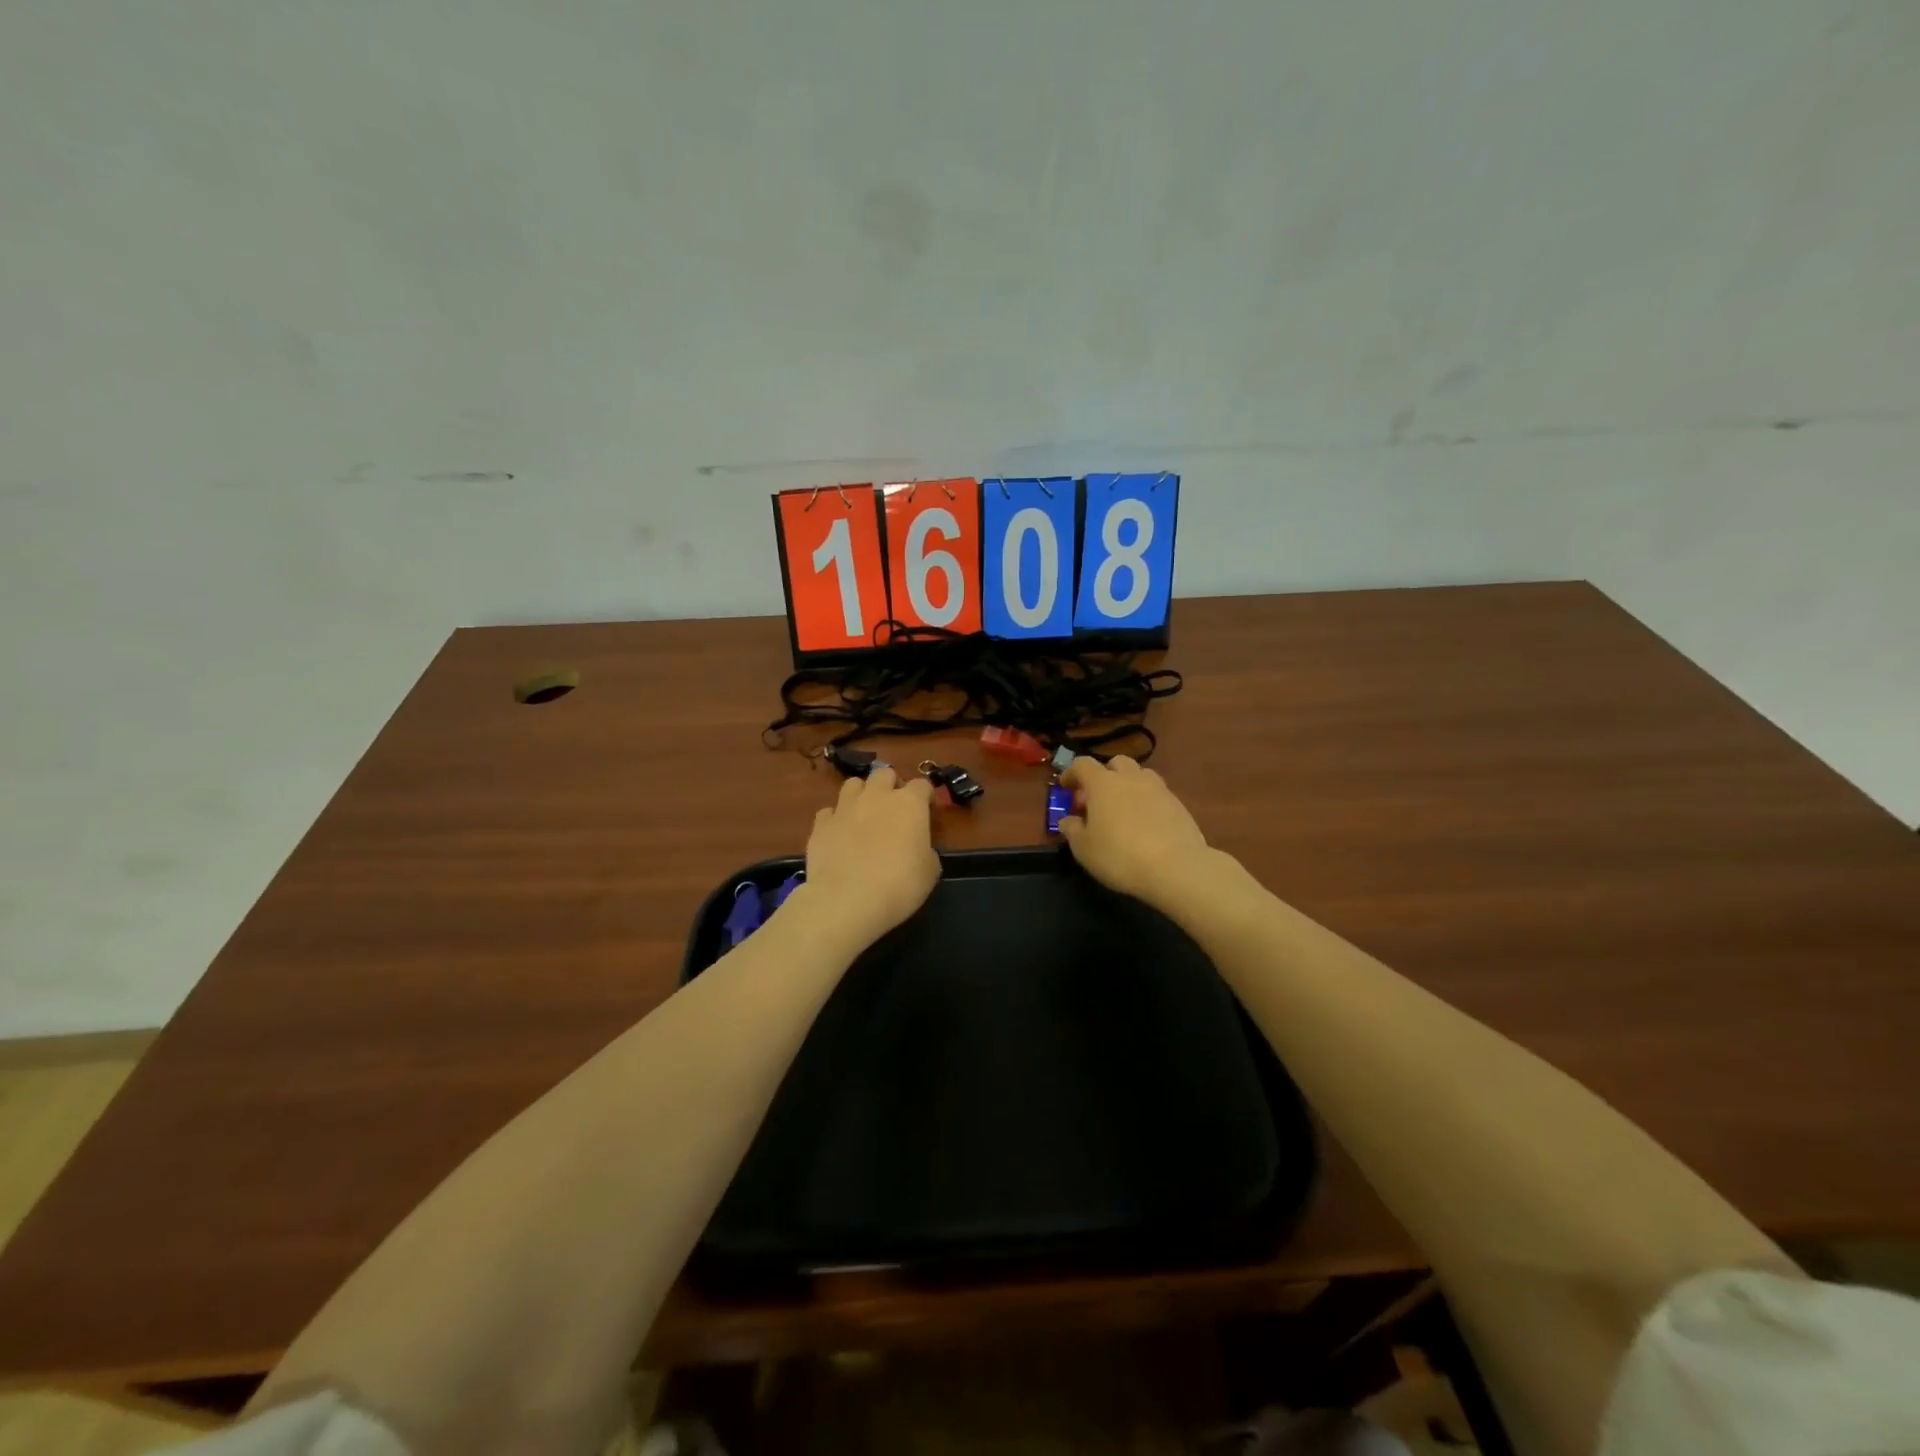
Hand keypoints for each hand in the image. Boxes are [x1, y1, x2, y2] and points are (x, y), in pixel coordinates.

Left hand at [800, 766, 939, 946]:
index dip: (925, 797)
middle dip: (891, 785)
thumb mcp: (930, 872)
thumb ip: (926, 851)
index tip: (927, 811)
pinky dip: (835, 819)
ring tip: (863, 815)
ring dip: (861, 794)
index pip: (922, 785)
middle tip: (893, 809)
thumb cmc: (899, 885)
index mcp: (909, 804)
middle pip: (884, 774)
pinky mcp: (820, 825)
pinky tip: (838, 835)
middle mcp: (876, 797)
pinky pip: (828, 812)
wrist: (847, 900)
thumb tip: (918, 849)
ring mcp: (845, 808)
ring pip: (853, 784)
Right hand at [1059, 756, 1212, 905]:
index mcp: (1103, 784)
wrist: (1176, 868)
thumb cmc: (1119, 856)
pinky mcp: (1179, 804)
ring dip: (1129, 784)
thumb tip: (1068, 820)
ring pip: (1140, 775)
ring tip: (1124, 809)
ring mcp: (1158, 789)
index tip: (1066, 787)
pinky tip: (1146, 824)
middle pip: (1116, 762)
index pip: (1082, 764)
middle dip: (1104, 775)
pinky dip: (1148, 801)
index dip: (1071, 773)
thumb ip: (1072, 830)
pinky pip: (1158, 793)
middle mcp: (1131, 778)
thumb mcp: (1084, 849)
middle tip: (1097, 799)